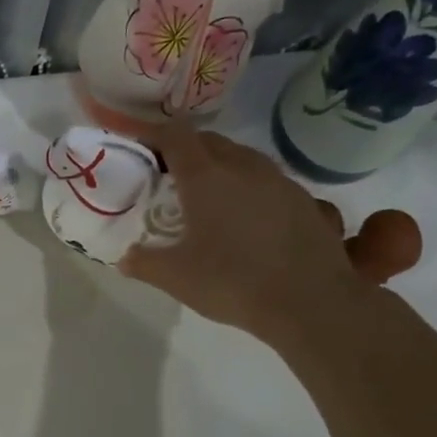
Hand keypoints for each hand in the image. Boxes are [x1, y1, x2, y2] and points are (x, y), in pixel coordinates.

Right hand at [119, 124, 421, 345]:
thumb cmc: (232, 282)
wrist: (311, 304)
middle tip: (165, 173)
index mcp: (205, 177)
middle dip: (184, 149)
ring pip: (241, 157)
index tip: (137, 143)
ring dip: (217, 165)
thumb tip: (125, 257)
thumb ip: (144, 262)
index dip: (152, 133)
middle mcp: (243, 168)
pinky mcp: (304, 200)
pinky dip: (246, 185)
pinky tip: (243, 215)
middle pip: (209, 141)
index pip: (175, 135)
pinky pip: (266, 179)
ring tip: (204, 192)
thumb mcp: (174, 277)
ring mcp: (279, 181)